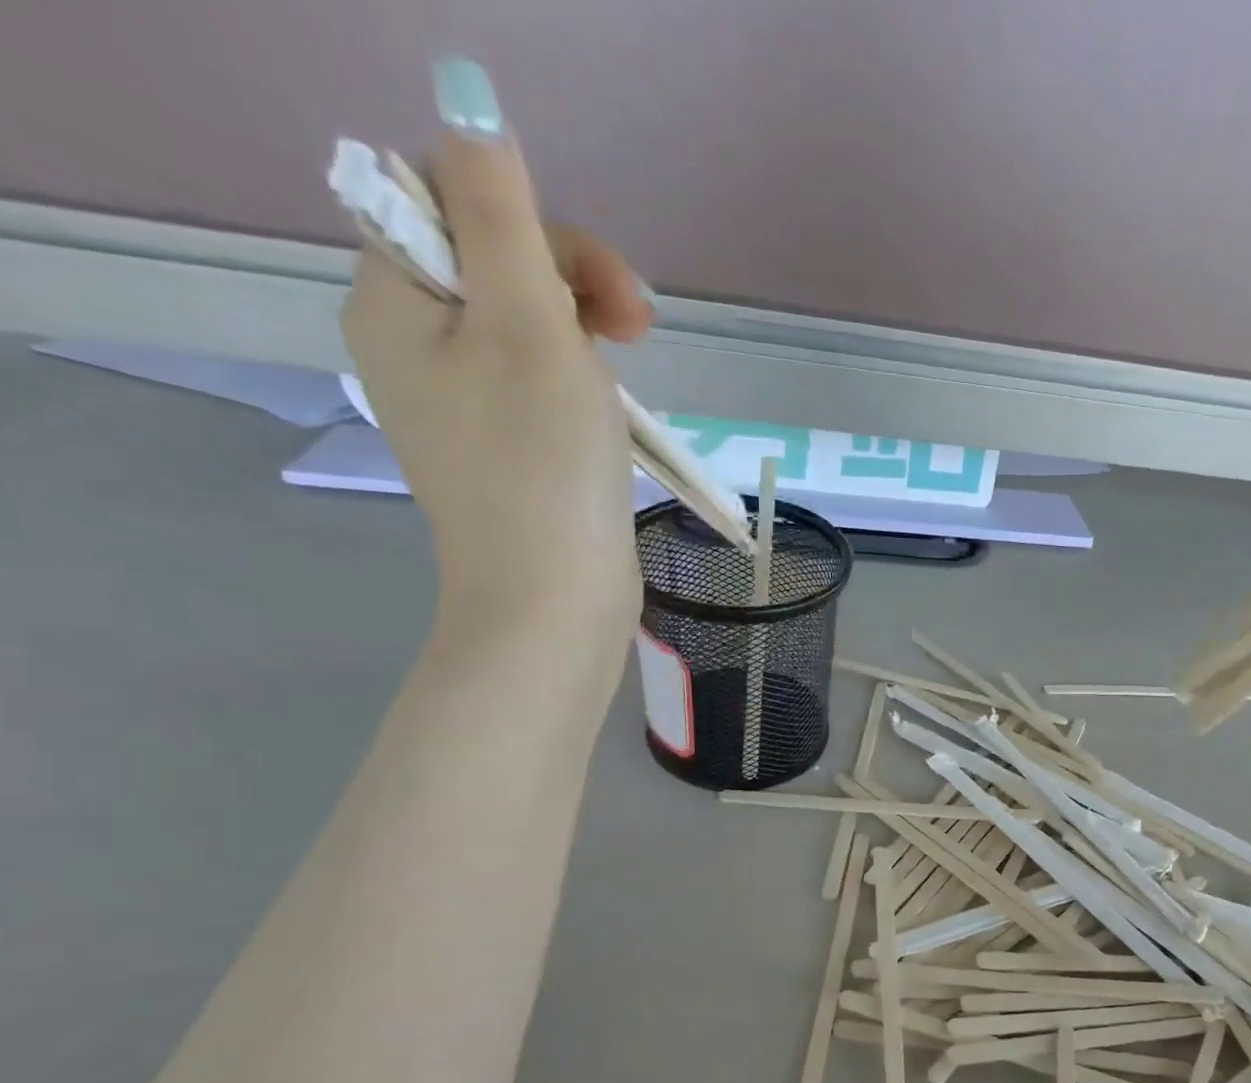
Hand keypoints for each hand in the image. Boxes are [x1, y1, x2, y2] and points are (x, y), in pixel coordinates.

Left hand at [341, 126, 647, 650]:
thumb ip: (500, 213)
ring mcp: (458, 400)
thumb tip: (467, 101)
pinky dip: (579, 379)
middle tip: (640, 329)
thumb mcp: (528, 324)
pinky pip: (536, 378)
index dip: (532, 225)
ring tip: (632, 371)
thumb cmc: (543, 465)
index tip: (598, 285)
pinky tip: (610, 408)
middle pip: (490, 260)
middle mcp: (411, 343)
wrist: (553, 596)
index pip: (449, 201)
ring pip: (522, 321)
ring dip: (584, 330)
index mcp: (393, 300)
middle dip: (570, 281)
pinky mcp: (501, 443)